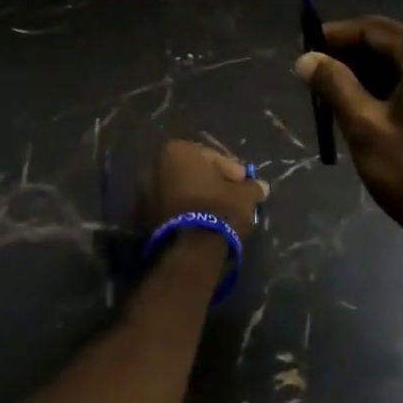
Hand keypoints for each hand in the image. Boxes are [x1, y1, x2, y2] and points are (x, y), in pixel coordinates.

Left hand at [143, 139, 267, 235]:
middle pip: (192, 173)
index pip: (212, 157)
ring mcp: (143, 194)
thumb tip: (261, 187)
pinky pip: (169, 209)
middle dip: (210, 183)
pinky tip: (200, 225)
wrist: (190, 250)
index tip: (244, 183)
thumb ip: (252, 187)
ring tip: (216, 213)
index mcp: (177, 151)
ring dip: (195, 198)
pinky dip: (183, 213)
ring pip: (178, 191)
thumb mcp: (244, 195)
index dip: (231, 170)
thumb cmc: (218, 209)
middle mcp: (154, 166)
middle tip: (230, 196)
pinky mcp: (141, 220)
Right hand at [294, 17, 402, 252]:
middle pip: (390, 45)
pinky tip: (364, 113)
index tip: (302, 51)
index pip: (372, 29)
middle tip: (313, 81)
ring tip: (331, 100)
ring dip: (368, 78)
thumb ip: (334, 85)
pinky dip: (391, 93)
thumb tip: (306, 59)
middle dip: (350, 60)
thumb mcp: (365, 126)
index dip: (333, 37)